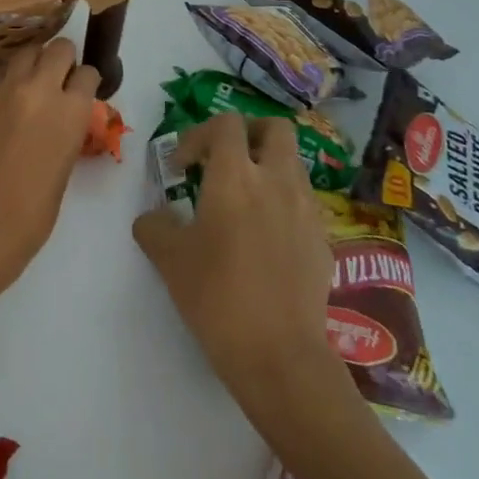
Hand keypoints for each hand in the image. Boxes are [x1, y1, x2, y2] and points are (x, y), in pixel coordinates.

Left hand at [0, 39, 99, 279]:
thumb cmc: (36, 208)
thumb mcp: (66, 162)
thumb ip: (66, 128)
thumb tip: (61, 116)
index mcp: (72, 110)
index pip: (87, 73)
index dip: (85, 80)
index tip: (81, 89)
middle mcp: (41, 88)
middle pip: (58, 48)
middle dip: (62, 59)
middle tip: (58, 77)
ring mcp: (6, 88)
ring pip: (25, 51)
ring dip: (32, 61)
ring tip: (30, 80)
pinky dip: (4, 76)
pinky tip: (4, 95)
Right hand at [132, 114, 341, 397]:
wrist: (278, 355)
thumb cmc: (216, 296)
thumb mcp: (168, 258)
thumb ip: (155, 225)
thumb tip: (156, 217)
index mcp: (235, 176)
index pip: (226, 124)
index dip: (199, 134)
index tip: (182, 167)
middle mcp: (276, 181)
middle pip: (275, 128)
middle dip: (248, 134)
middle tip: (224, 158)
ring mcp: (307, 210)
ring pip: (292, 163)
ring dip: (267, 166)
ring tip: (242, 199)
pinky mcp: (323, 240)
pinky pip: (303, 202)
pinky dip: (283, 202)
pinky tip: (264, 237)